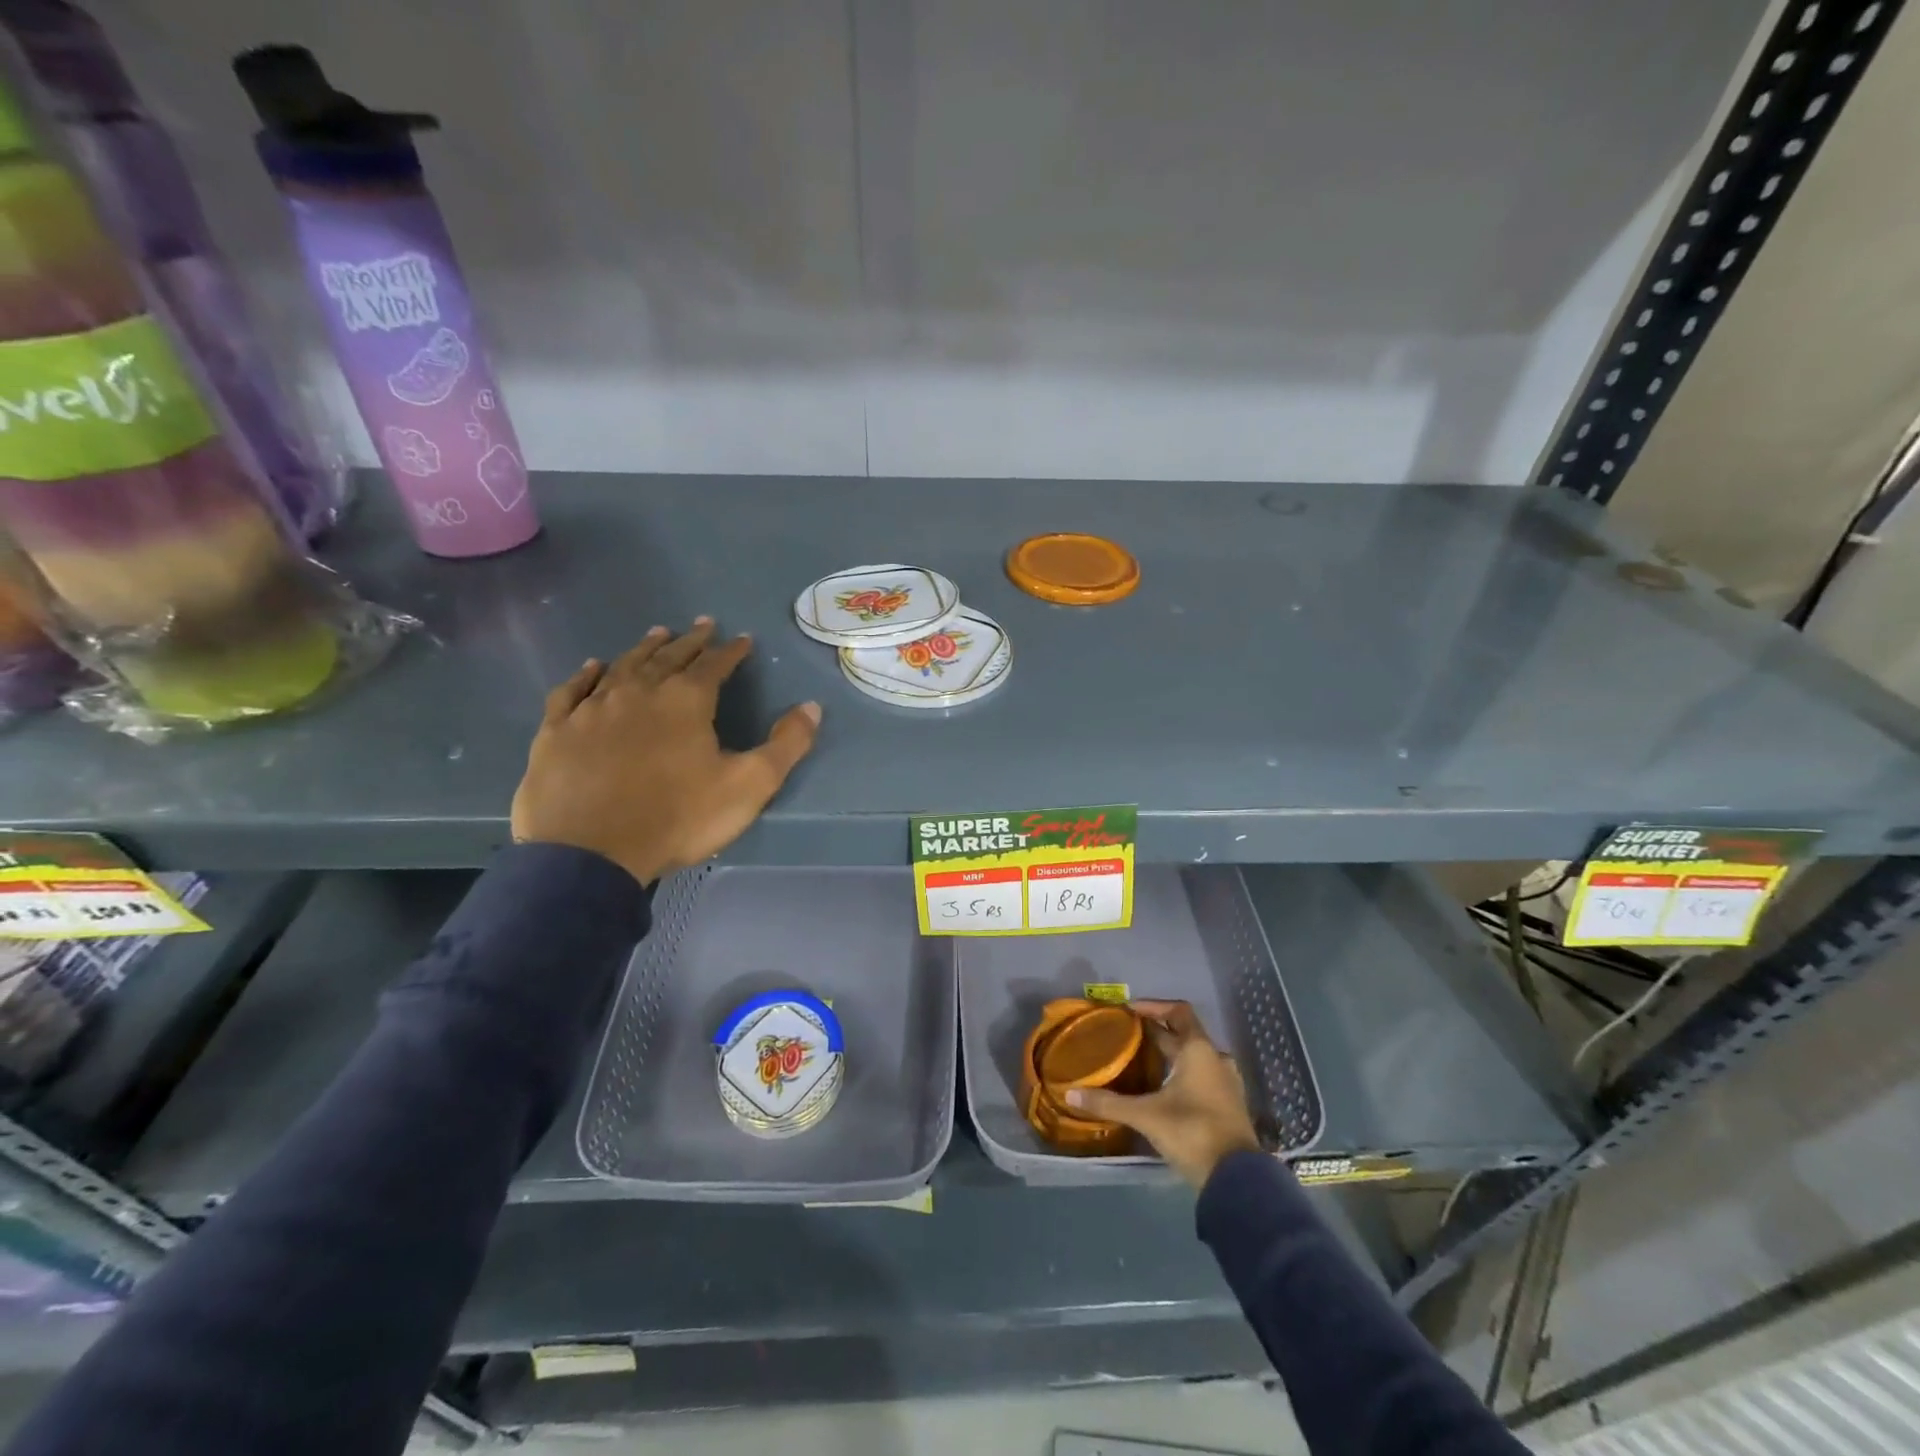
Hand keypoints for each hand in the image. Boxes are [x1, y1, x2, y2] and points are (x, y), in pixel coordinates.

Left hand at [510, 619, 820, 885]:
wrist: (590, 853)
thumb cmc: (677, 818)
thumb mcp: (749, 786)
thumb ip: (785, 745)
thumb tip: (812, 706)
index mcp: (686, 701)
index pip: (714, 665)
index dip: (731, 650)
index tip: (742, 638)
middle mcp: (639, 692)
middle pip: (668, 657)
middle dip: (690, 641)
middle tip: (702, 624)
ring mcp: (593, 709)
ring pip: (623, 666)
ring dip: (644, 649)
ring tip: (657, 634)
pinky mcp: (557, 731)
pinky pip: (572, 691)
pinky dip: (585, 675)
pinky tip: (593, 667)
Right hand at [1065, 1000, 1261, 1188]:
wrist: (1237, 1179)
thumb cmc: (1192, 1132)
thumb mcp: (1146, 1115)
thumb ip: (1109, 1103)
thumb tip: (1070, 1094)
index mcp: (1199, 1050)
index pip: (1178, 1011)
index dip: (1154, 1006)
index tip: (1129, 1010)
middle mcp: (1215, 1059)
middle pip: (1184, 1033)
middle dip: (1156, 1031)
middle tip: (1126, 1034)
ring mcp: (1225, 1083)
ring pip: (1194, 1056)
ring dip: (1170, 1053)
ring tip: (1141, 1060)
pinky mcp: (1227, 1105)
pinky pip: (1201, 1076)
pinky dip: (1182, 1073)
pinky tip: (1162, 1088)